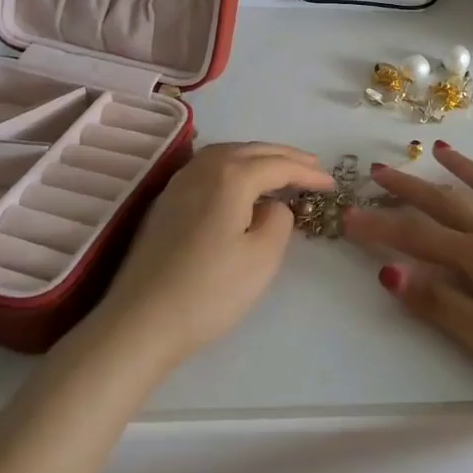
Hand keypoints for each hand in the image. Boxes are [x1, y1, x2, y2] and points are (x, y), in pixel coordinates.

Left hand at [96, 141, 335, 367]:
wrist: (140, 322)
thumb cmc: (209, 290)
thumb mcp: (262, 257)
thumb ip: (279, 220)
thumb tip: (271, 205)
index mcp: (230, 175)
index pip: (278, 165)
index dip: (308, 173)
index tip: (332, 185)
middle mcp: (202, 167)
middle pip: (251, 150)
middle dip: (285, 157)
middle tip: (313, 169)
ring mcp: (179, 183)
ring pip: (227, 154)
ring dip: (258, 158)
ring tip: (280, 171)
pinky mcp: (165, 202)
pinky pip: (209, 168)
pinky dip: (234, 168)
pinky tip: (240, 185)